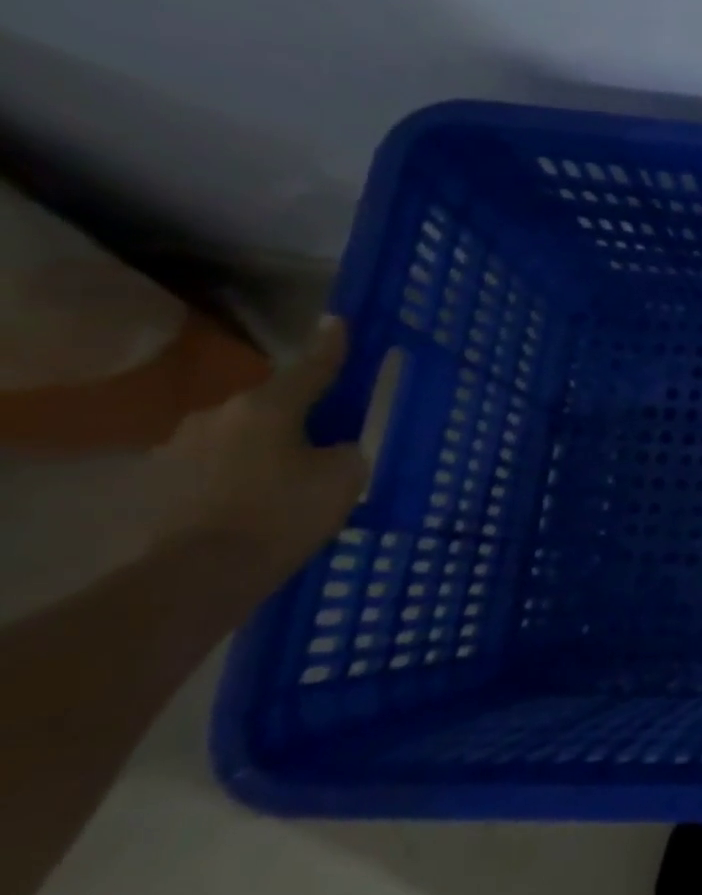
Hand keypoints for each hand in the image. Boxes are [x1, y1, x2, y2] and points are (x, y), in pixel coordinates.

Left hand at [152, 317, 367, 597]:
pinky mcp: (162, 480)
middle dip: (296, 413)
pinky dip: (237, 471)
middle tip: (323, 434)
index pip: (312, 367)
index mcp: (269, 406)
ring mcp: (182, 446)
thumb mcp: (345, 476)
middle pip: (271, 403)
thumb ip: (345, 448)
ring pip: (239, 433)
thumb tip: (332, 446)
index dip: (331, 346)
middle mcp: (220, 414)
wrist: (202, 573)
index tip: (337, 321)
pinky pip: (215, 462)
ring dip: (263, 444)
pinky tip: (252, 497)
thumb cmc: (286, 514)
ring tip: (286, 474)